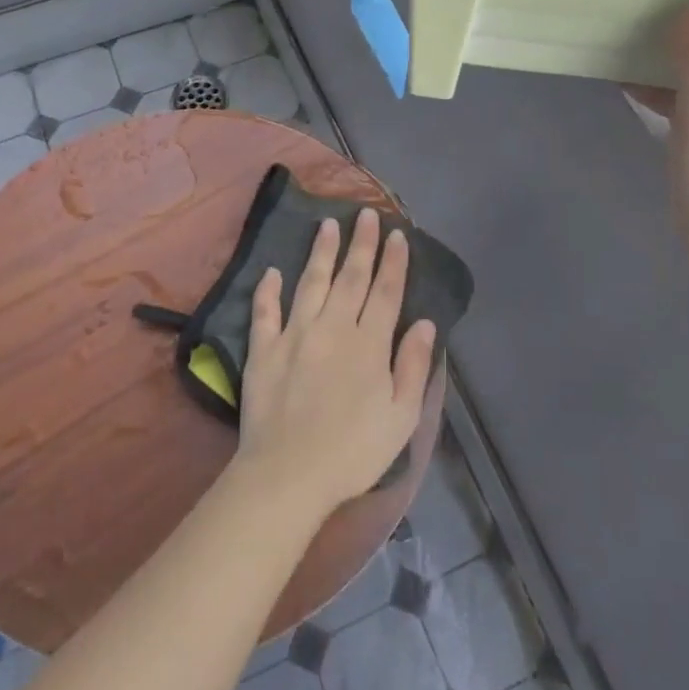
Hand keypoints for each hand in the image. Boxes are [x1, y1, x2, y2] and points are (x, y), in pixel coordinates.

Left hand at [236, 208, 437, 516]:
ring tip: (327, 224)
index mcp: (369, 344)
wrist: (289, 474)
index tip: (397, 234)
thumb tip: (426, 323)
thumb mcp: (400, 417)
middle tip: (365, 214)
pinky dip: (268, 290)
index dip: (393, 261)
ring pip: (311, 283)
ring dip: (320, 252)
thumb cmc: (353, 451)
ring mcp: (295, 335)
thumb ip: (413, 366)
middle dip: (361, 243)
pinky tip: (273, 272)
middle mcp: (333, 328)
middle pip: (350, 277)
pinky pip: (265, 311)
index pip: (385, 292)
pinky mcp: (263, 350)